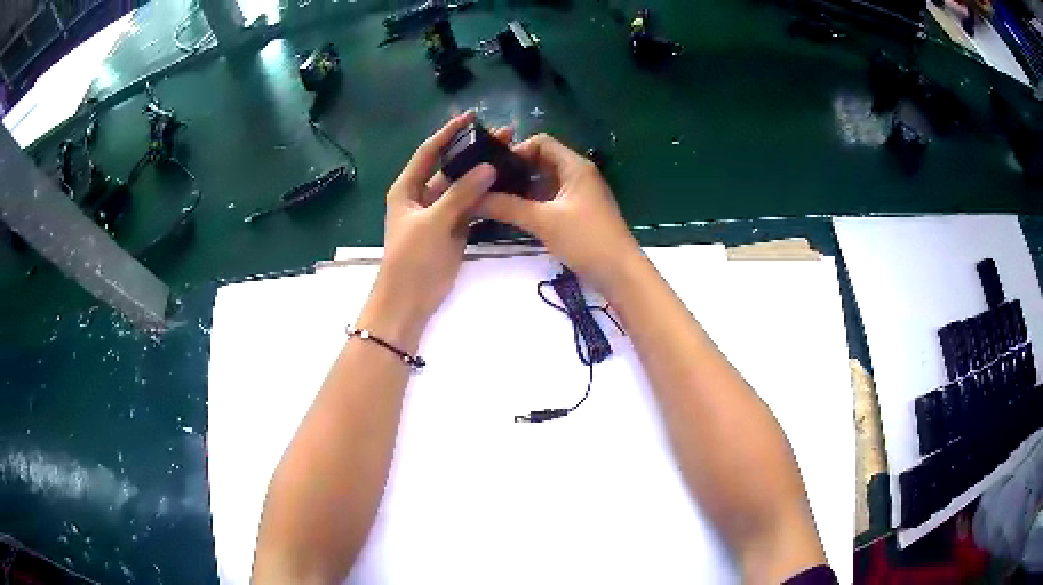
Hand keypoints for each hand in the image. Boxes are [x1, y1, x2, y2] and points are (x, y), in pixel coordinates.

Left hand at [358, 112, 508, 349]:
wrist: (410, 300)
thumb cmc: (411, 258)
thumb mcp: (433, 222)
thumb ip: (461, 193)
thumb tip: (488, 167)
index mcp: (407, 188)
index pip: (429, 151)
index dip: (449, 132)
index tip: (471, 116)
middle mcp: (423, 195)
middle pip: (451, 167)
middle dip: (474, 151)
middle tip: (504, 136)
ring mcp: (440, 213)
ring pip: (464, 187)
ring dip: (483, 174)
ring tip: (511, 156)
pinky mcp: (454, 229)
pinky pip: (471, 207)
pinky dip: (486, 197)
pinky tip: (507, 185)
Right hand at [476, 133, 640, 294]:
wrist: (620, 273)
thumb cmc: (586, 239)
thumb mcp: (543, 221)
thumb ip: (507, 207)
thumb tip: (472, 199)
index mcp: (575, 166)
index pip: (541, 142)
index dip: (516, 150)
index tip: (493, 169)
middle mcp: (578, 174)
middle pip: (542, 160)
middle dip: (516, 170)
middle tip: (488, 185)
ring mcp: (580, 194)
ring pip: (546, 181)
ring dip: (523, 188)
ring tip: (494, 200)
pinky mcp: (579, 213)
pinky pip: (551, 198)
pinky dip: (533, 202)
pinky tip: (514, 215)